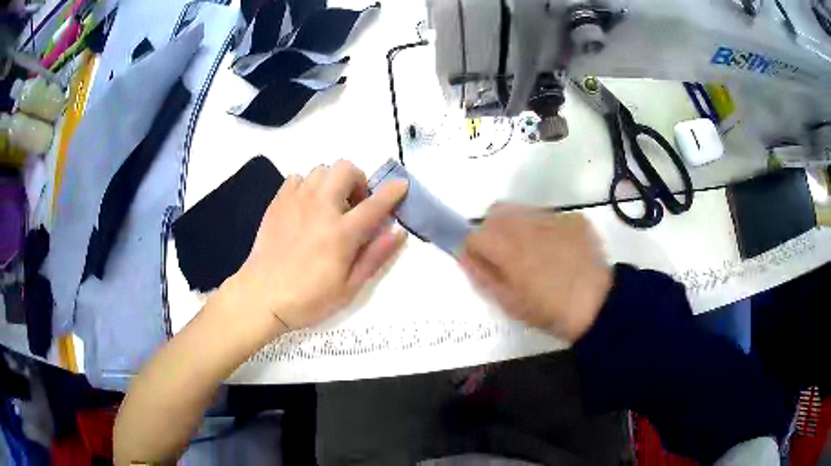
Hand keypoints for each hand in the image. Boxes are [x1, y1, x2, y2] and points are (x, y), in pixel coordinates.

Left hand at [221, 160, 407, 333]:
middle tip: (355, 204)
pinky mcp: (278, 202)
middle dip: (358, 180)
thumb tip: (399, 232)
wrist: (261, 296)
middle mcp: (320, 208)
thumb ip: (375, 256)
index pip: (375, 204)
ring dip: (332, 183)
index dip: (393, 192)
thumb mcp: (349, 287)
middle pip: (345, 169)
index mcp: (341, 232)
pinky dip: (307, 186)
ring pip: (321, 170)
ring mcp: (296, 201)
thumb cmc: (308, 298)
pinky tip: (306, 207)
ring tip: (329, 205)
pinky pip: (297, 178)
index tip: (401, 185)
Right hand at [460, 205, 611, 342]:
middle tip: (507, 257)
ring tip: (536, 253)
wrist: (599, 305)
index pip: (474, 233)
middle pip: (496, 211)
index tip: (485, 263)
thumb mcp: (510, 303)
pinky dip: (546, 229)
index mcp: (508, 247)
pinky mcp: (574, 218)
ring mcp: (554, 217)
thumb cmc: (550, 311)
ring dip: (518, 226)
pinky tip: (560, 251)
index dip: (475, 249)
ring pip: (522, 210)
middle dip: (493, 230)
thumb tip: (462, 255)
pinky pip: (550, 216)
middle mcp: (527, 224)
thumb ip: (482, 276)